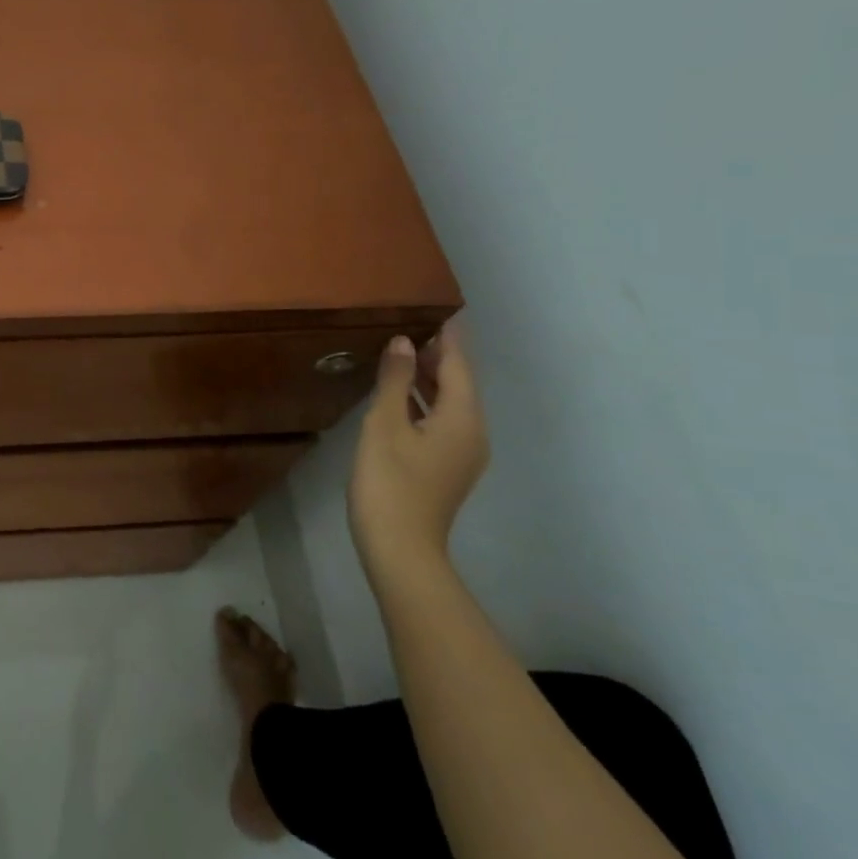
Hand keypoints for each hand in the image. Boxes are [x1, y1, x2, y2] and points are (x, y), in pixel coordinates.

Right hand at [348, 321, 489, 587]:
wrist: (401, 549)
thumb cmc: (389, 482)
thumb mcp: (385, 425)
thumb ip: (395, 381)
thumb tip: (403, 342)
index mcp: (463, 418)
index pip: (458, 365)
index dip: (448, 337)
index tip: (439, 309)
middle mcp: (472, 432)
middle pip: (458, 384)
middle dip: (438, 355)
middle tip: (412, 324)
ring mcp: (462, 453)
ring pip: (450, 403)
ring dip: (429, 378)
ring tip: (402, 352)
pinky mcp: (447, 467)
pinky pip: (441, 420)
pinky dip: (424, 401)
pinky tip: (400, 395)